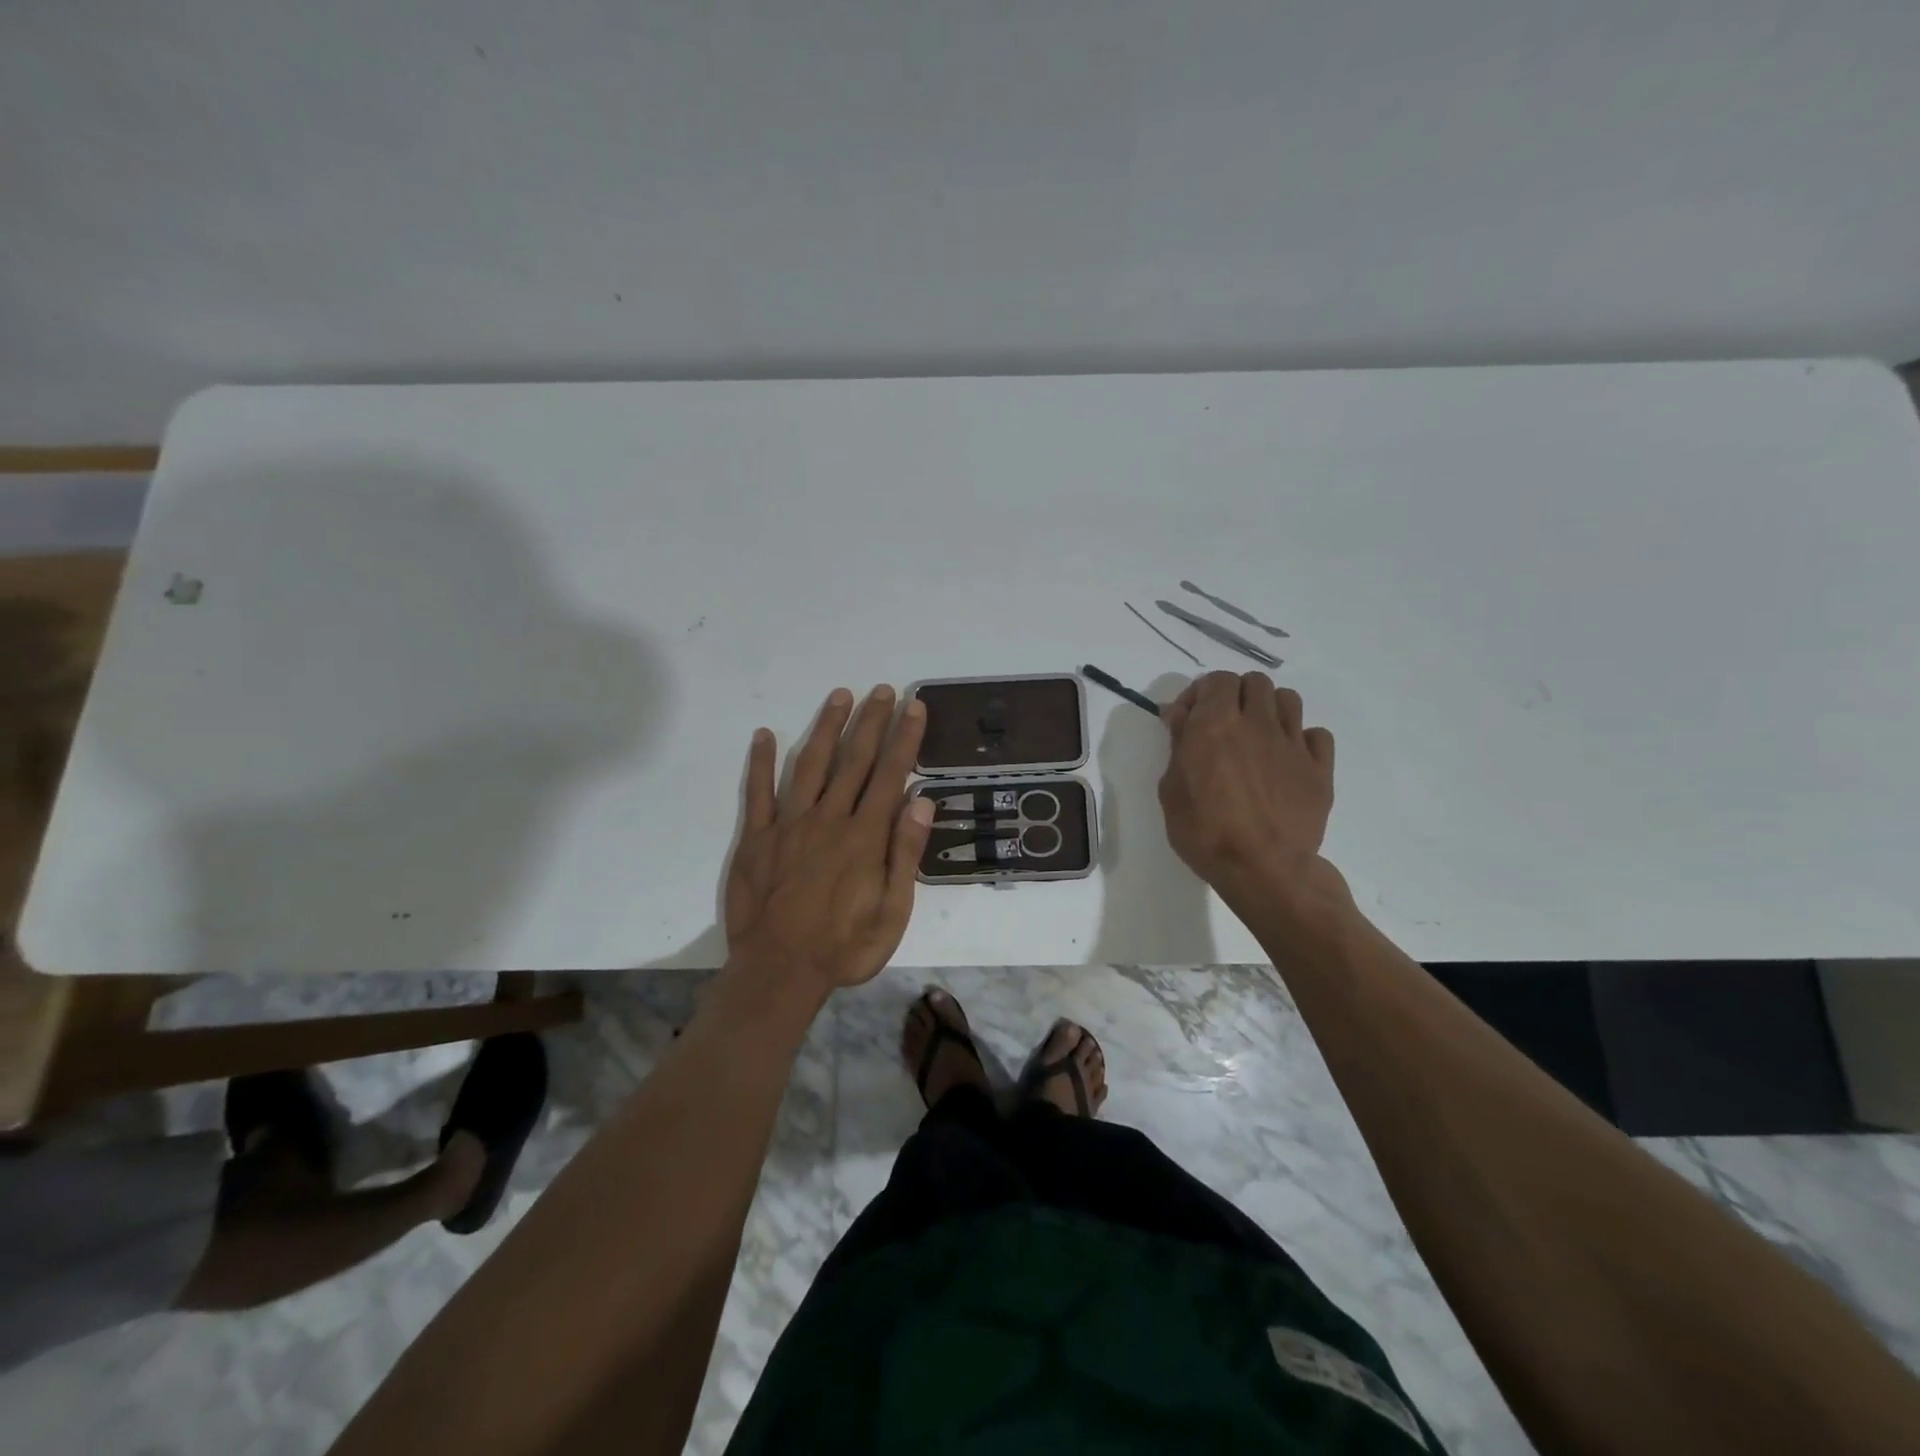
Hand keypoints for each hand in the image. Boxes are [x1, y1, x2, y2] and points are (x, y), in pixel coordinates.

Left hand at [723, 685, 934, 994]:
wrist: (779, 972)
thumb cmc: (844, 947)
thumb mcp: (893, 912)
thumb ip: (905, 853)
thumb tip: (921, 800)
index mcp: (864, 837)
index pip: (890, 774)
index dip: (904, 737)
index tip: (914, 706)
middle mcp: (828, 819)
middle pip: (853, 760)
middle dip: (870, 721)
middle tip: (882, 690)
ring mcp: (788, 825)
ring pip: (810, 765)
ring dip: (826, 728)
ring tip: (840, 696)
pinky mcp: (756, 838)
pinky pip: (758, 792)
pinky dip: (761, 762)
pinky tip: (766, 735)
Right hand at [1159, 671, 1341, 911]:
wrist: (1263, 869)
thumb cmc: (1205, 833)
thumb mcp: (1171, 790)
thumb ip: (1178, 745)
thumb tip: (1179, 715)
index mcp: (1216, 725)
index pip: (1217, 680)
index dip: (1201, 693)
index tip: (1188, 719)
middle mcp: (1257, 724)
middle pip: (1255, 682)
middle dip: (1236, 695)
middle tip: (1223, 724)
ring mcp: (1293, 744)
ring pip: (1288, 699)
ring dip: (1269, 709)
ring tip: (1257, 736)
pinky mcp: (1319, 769)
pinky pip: (1317, 735)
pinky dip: (1302, 740)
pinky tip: (1287, 760)